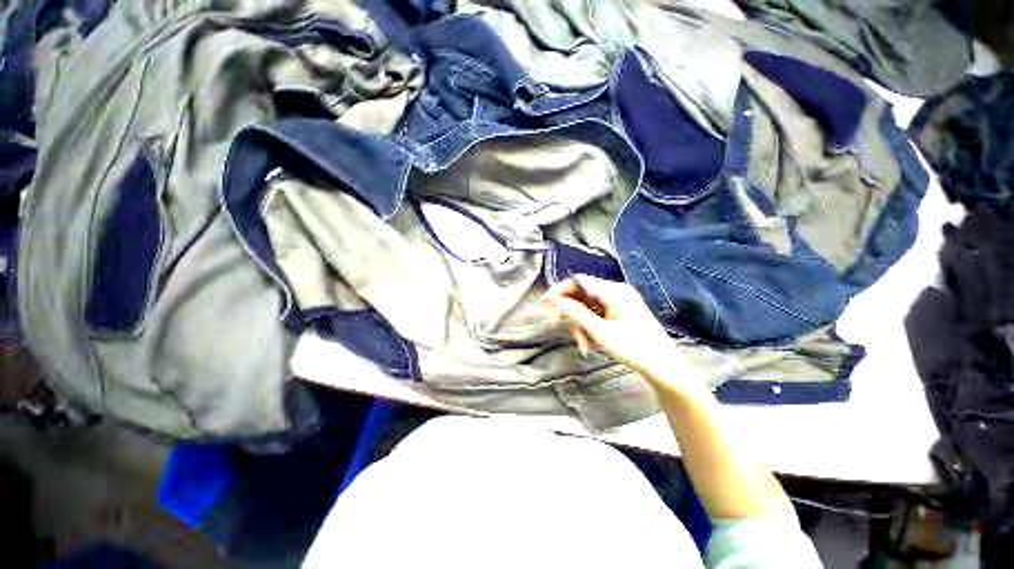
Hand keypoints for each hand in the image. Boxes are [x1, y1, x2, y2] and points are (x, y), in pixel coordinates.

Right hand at [547, 274, 687, 381]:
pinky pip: (598, 315)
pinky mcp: (621, 313)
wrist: (664, 367)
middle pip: (583, 295)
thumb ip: (577, 314)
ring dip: (581, 325)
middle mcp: (616, 292)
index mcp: (614, 291)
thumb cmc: (634, 348)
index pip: (580, 281)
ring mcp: (619, 302)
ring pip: (589, 307)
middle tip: (557, 327)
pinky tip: (590, 344)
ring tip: (584, 346)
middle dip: (572, 313)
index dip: (562, 290)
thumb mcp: (601, 332)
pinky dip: (591, 327)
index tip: (548, 304)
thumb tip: (557, 301)